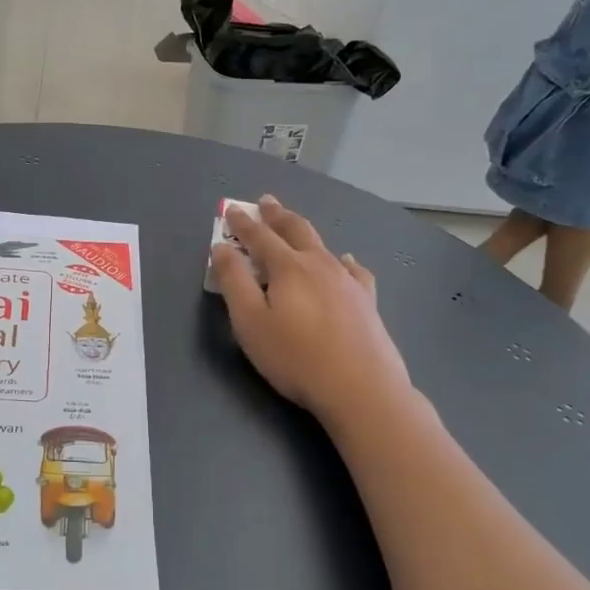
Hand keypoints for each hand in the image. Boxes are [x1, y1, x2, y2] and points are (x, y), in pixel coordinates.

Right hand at [212, 196, 413, 424]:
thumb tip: (222, 248)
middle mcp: (319, 265)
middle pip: (295, 230)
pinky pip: (354, 269)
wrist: (361, 388)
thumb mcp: (250, 322)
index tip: (231, 209)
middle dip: (277, 215)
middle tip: (266, 201)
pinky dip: (343, 259)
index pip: (259, 237)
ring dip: (304, 231)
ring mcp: (347, 281)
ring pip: (323, 245)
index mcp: (288, 268)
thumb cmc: (296, 357)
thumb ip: (234, 282)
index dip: (242, 223)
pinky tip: (345, 260)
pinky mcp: (367, 301)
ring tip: (295, 224)